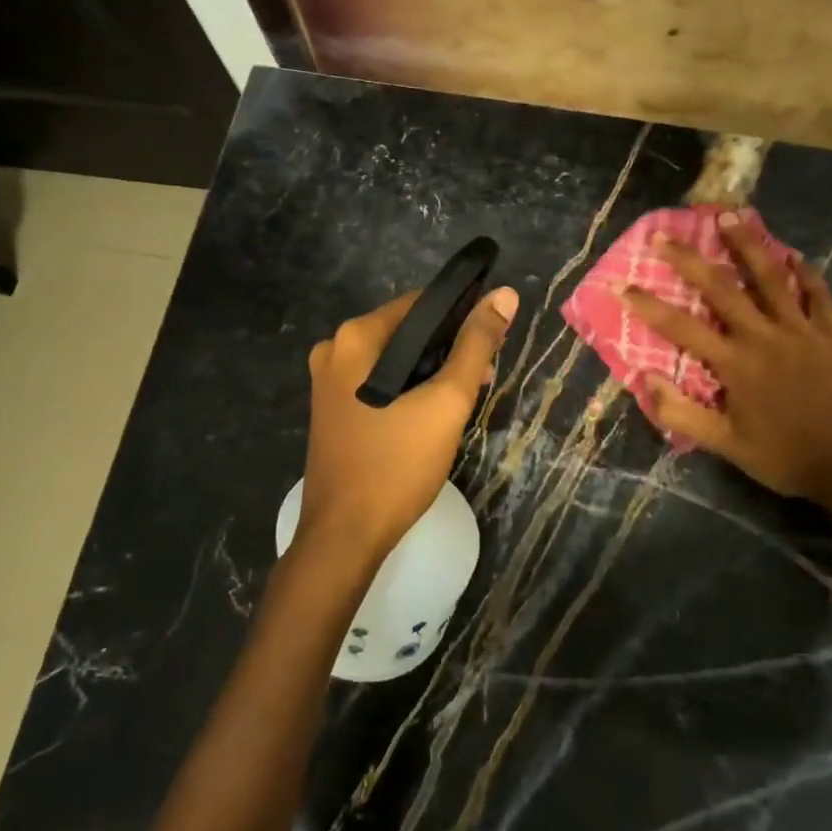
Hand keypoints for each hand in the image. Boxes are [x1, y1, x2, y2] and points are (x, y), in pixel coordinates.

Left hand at [297, 286, 517, 563]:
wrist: (345, 535)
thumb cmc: (397, 464)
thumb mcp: (446, 402)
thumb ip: (476, 345)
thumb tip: (504, 295)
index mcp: (356, 336)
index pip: (421, 303)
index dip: (463, 316)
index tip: (494, 342)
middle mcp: (334, 348)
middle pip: (406, 331)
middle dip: (448, 348)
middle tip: (484, 378)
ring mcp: (327, 380)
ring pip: (393, 359)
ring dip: (430, 371)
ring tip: (465, 397)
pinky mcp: (330, 408)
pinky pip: (377, 381)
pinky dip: (406, 388)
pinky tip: (431, 412)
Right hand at [623, 214, 831, 529]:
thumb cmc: (780, 457)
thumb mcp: (724, 444)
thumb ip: (682, 412)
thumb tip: (645, 378)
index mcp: (735, 364)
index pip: (681, 327)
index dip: (648, 305)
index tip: (621, 284)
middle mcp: (765, 337)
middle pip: (722, 289)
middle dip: (688, 259)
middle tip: (663, 234)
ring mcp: (803, 331)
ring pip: (772, 278)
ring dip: (748, 245)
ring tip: (730, 215)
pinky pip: (820, 296)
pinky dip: (807, 274)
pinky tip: (794, 255)